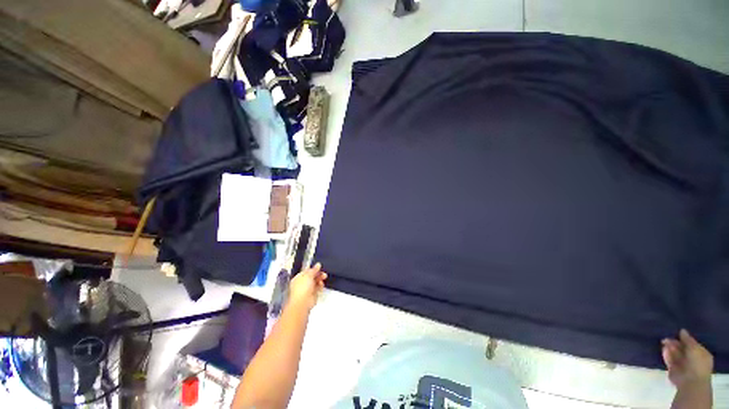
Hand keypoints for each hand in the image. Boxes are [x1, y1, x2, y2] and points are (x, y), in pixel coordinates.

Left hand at [288, 263, 326, 311]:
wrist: (303, 302)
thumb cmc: (302, 287)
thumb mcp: (308, 275)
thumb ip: (314, 269)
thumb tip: (318, 264)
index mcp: (298, 277)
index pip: (306, 271)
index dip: (313, 269)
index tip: (319, 266)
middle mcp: (302, 283)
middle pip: (312, 276)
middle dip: (318, 274)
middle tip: (323, 272)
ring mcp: (307, 289)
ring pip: (315, 282)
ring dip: (320, 279)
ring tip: (324, 277)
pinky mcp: (313, 294)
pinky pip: (318, 288)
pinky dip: (320, 285)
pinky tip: (322, 284)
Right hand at [662, 329, 713, 388]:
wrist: (689, 381)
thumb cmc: (697, 363)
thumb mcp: (694, 348)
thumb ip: (688, 339)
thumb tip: (682, 330)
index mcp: (700, 354)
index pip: (692, 344)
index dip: (685, 338)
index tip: (677, 332)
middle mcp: (692, 359)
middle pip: (682, 349)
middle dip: (674, 343)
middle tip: (666, 336)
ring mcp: (682, 365)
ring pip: (675, 354)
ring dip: (669, 347)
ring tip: (663, 341)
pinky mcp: (673, 369)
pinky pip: (669, 360)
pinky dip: (666, 354)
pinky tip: (663, 349)